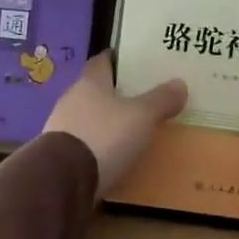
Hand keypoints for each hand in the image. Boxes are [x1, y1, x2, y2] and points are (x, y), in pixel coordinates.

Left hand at [43, 53, 187, 196]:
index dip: (118, 60)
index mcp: (89, 82)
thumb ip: (160, 100)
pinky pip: (83, 143)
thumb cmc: (104, 135)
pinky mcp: (58, 155)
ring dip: (105, 121)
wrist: (64, 178)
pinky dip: (97, 146)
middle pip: (95, 90)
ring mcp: (61, 127)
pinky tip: (112, 155)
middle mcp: (71, 99)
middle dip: (116, 93)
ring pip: (88, 117)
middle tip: (141, 97)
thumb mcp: (142, 116)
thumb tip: (180, 83)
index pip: (102, 61)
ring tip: (130, 129)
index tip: (135, 62)